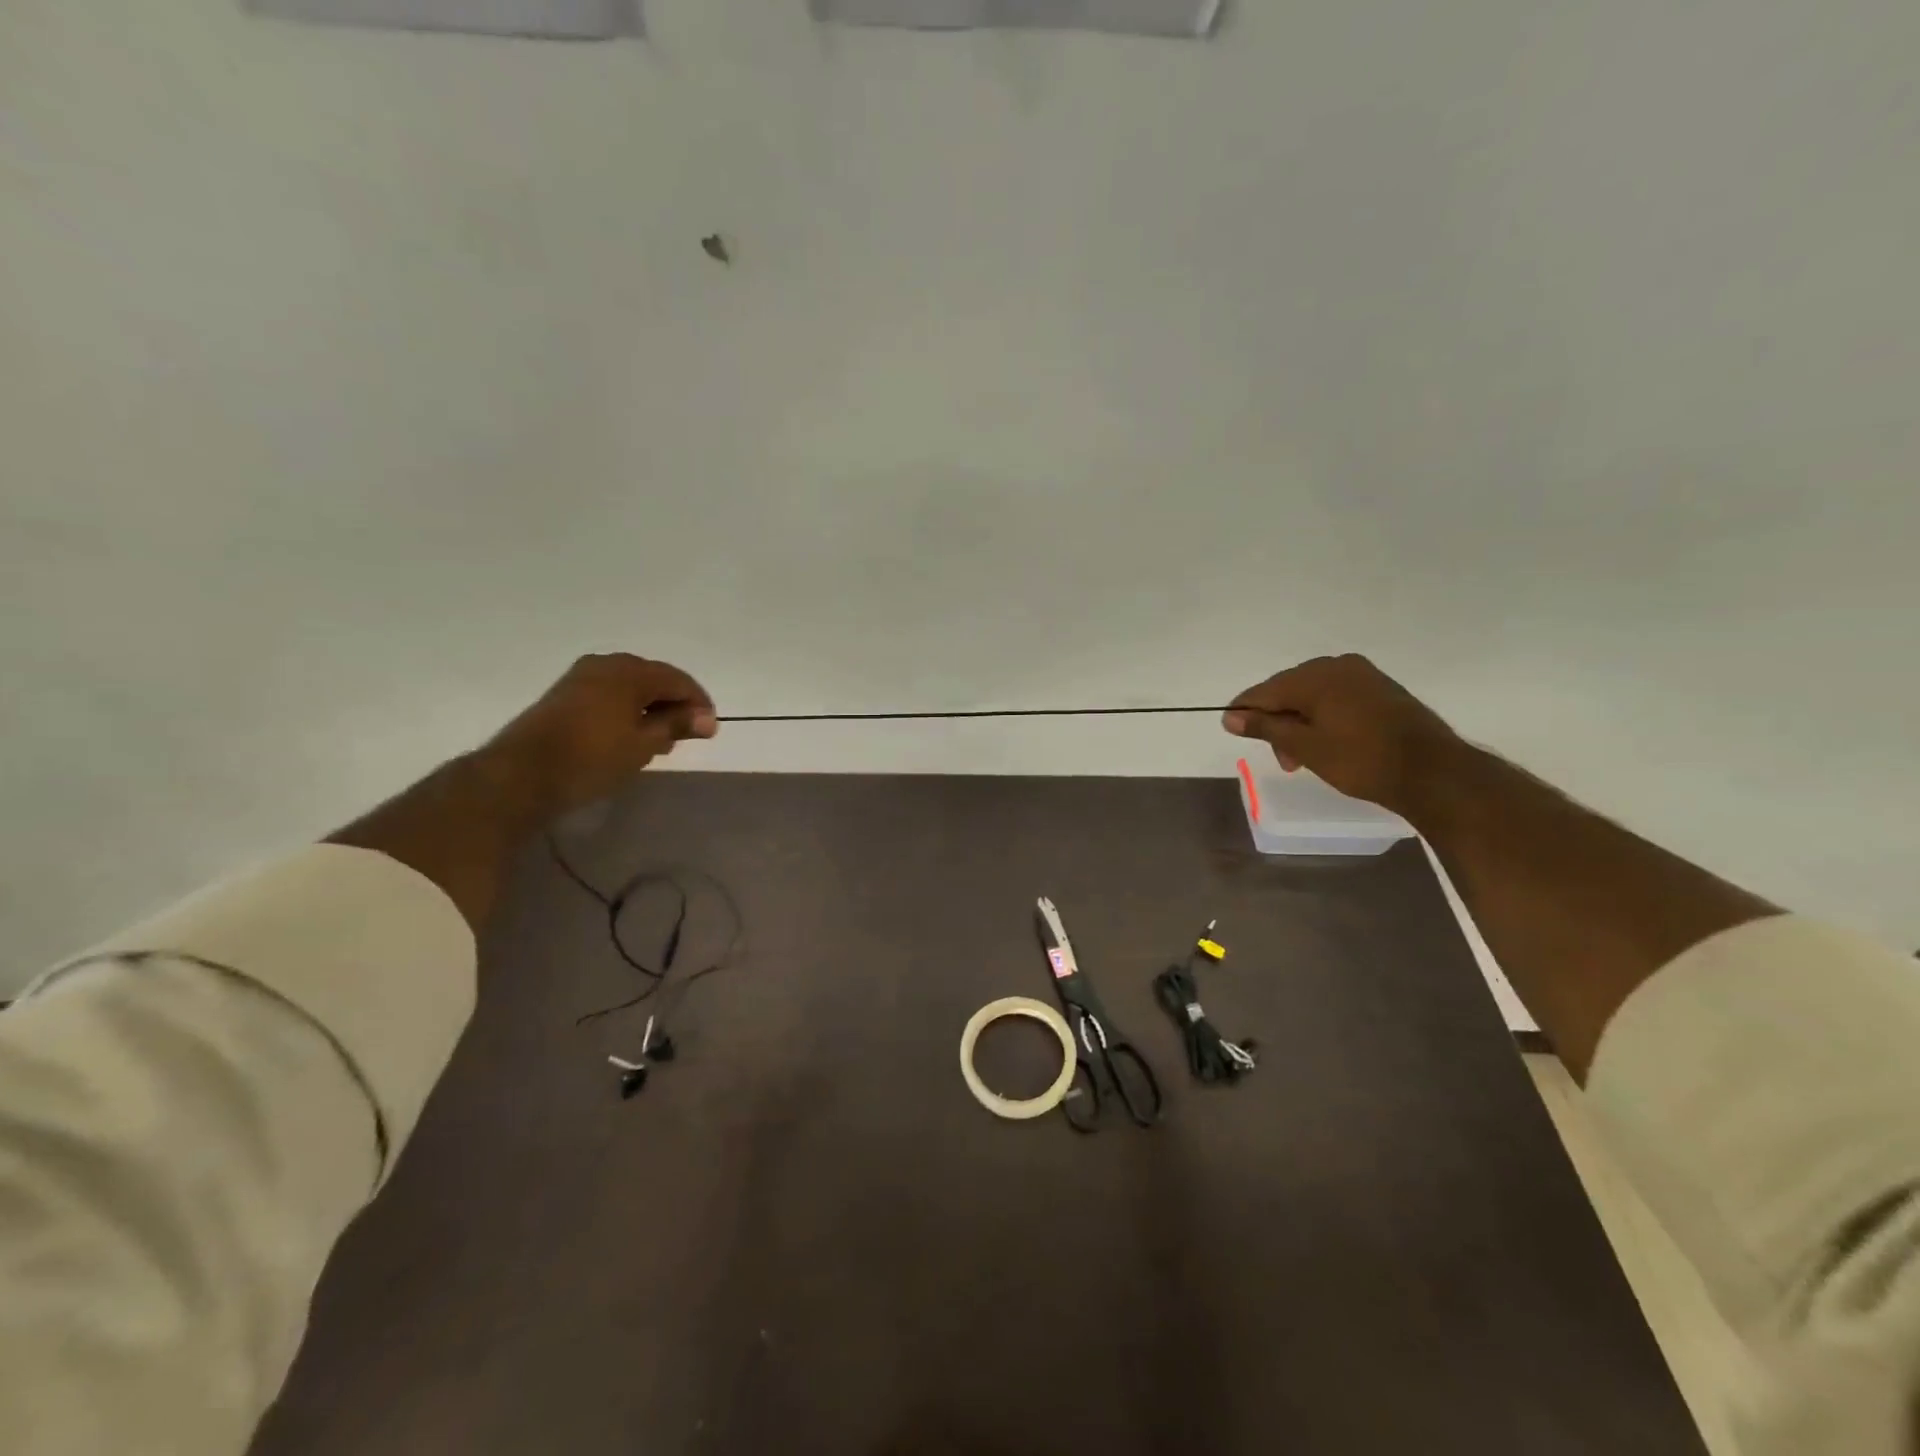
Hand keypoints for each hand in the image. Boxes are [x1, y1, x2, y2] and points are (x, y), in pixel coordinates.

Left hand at [479, 653, 716, 817]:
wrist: (522, 774)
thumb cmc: (593, 757)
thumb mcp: (644, 744)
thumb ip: (677, 725)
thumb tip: (707, 718)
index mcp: (630, 671)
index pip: (679, 680)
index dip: (698, 704)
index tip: (708, 731)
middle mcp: (607, 663)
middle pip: (654, 679)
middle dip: (674, 705)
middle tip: (684, 736)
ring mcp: (582, 676)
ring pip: (630, 687)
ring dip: (650, 708)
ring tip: (658, 739)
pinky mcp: (565, 693)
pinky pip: (609, 693)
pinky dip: (627, 710)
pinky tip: (629, 734)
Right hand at [1222, 654, 1460, 812]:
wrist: (1433, 772)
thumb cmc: (1361, 760)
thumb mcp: (1305, 746)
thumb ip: (1265, 727)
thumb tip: (1230, 717)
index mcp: (1314, 676)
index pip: (1264, 691)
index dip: (1244, 712)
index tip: (1231, 729)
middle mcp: (1336, 666)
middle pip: (1288, 691)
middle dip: (1277, 722)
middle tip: (1282, 759)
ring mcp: (1362, 675)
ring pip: (1313, 695)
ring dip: (1300, 723)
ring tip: (1304, 757)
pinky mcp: (1381, 689)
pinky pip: (1337, 698)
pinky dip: (1323, 718)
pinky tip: (1327, 742)